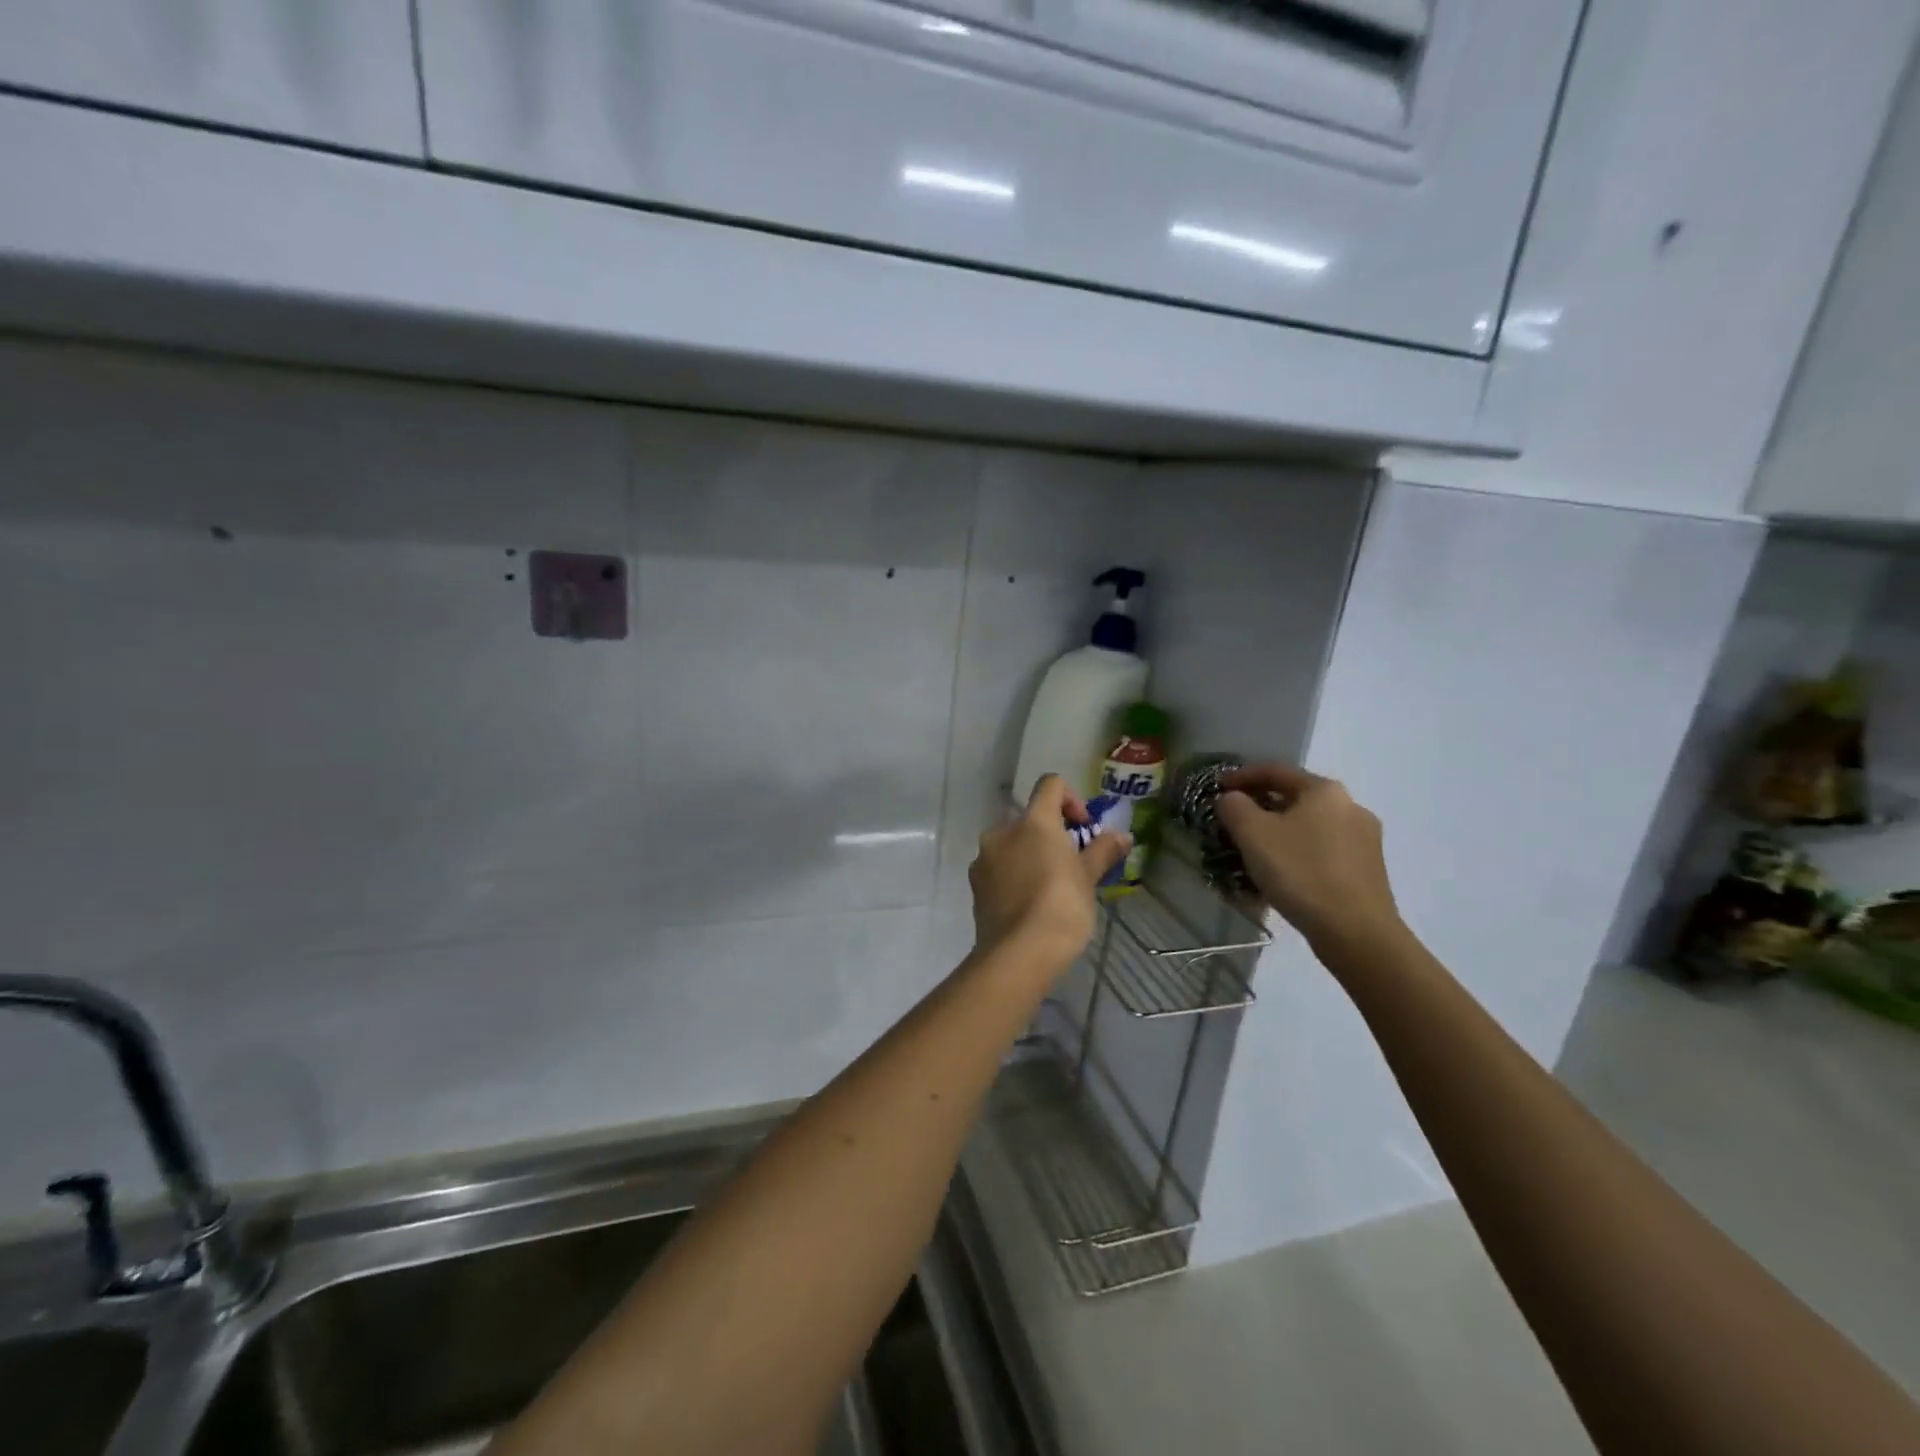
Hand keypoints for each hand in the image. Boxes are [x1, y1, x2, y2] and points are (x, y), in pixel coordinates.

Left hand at [970, 775, 1129, 969]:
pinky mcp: (975, 885)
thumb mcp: (1089, 878)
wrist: (1019, 953)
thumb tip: (1123, 836)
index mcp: (1032, 821)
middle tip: (1071, 864)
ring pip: (1012, 845)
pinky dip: (1014, 875)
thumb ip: (1103, 850)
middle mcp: (1002, 831)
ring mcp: (984, 858)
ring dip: (1030, 855)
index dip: (1071, 798)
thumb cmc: (1062, 906)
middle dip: (1051, 835)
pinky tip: (1029, 904)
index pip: (1050, 785)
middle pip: (1030, 819)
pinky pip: (999, 869)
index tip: (1083, 828)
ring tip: (1050, 888)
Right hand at [1216, 762, 1401, 952]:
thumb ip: (1234, 807)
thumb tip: (1231, 798)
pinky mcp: (1368, 870)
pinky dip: (1298, 855)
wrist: (1356, 932)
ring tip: (1254, 853)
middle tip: (1233, 823)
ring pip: (1309, 827)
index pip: (1275, 770)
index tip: (1217, 788)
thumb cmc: (1300, 872)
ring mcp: (1364, 839)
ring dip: (1279, 834)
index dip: (1241, 776)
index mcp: (1324, 790)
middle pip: (1295, 799)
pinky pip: (1323, 852)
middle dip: (1261, 808)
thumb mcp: (1253, 834)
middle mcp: (1350, 806)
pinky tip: (1282, 876)